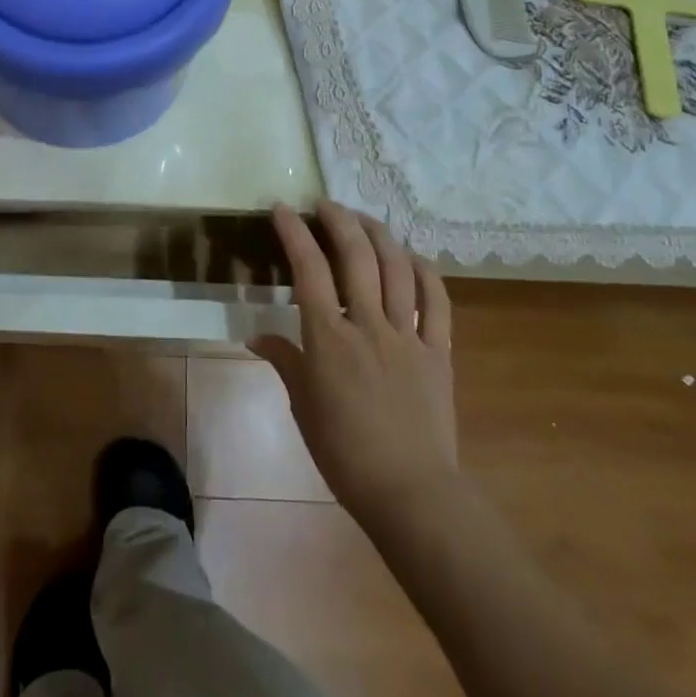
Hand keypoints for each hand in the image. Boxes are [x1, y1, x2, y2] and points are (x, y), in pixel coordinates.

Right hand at [255, 201, 459, 537]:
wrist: (411, 492)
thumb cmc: (345, 453)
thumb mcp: (303, 407)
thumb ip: (284, 362)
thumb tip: (257, 335)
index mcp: (329, 339)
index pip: (308, 270)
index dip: (294, 233)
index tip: (283, 208)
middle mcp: (368, 325)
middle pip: (356, 256)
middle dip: (339, 220)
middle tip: (325, 204)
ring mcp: (407, 335)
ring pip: (397, 268)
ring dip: (380, 234)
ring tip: (364, 219)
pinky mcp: (438, 351)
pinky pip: (436, 301)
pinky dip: (426, 272)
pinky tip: (412, 257)